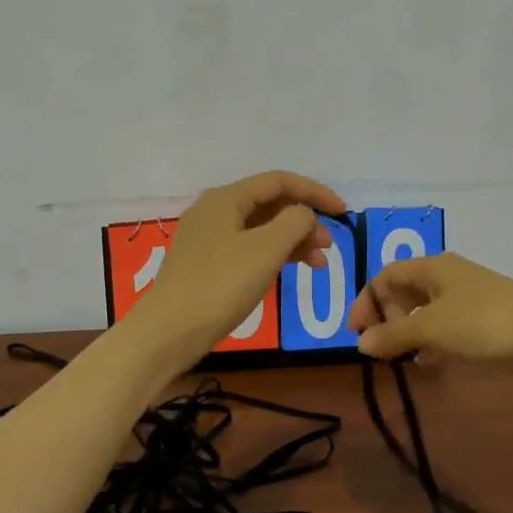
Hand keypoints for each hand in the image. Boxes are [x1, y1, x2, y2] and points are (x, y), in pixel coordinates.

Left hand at [135, 171, 347, 360]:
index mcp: (226, 198)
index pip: (279, 182)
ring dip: (292, 240)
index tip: (344, 212)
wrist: (169, 331)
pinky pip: (248, 247)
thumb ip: (294, 222)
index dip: (315, 192)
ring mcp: (207, 237)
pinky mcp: (205, 263)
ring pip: (260, 228)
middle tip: (329, 246)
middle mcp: (214, 210)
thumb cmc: (221, 285)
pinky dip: (272, 255)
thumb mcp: (266, 249)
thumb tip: (303, 215)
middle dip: (304, 220)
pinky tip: (289, 271)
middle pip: (269, 204)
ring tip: (317, 264)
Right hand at [349, 252, 512, 365]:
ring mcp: (467, 294)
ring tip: (402, 356)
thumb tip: (360, 343)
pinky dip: (431, 338)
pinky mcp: (483, 315)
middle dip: (386, 317)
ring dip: (408, 330)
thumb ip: (393, 334)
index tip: (356, 332)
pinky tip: (431, 360)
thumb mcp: (431, 327)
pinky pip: (445, 322)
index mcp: (431, 266)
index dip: (366, 301)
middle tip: (380, 345)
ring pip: (425, 308)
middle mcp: (446, 274)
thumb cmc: (481, 321)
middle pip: (403, 290)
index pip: (385, 276)